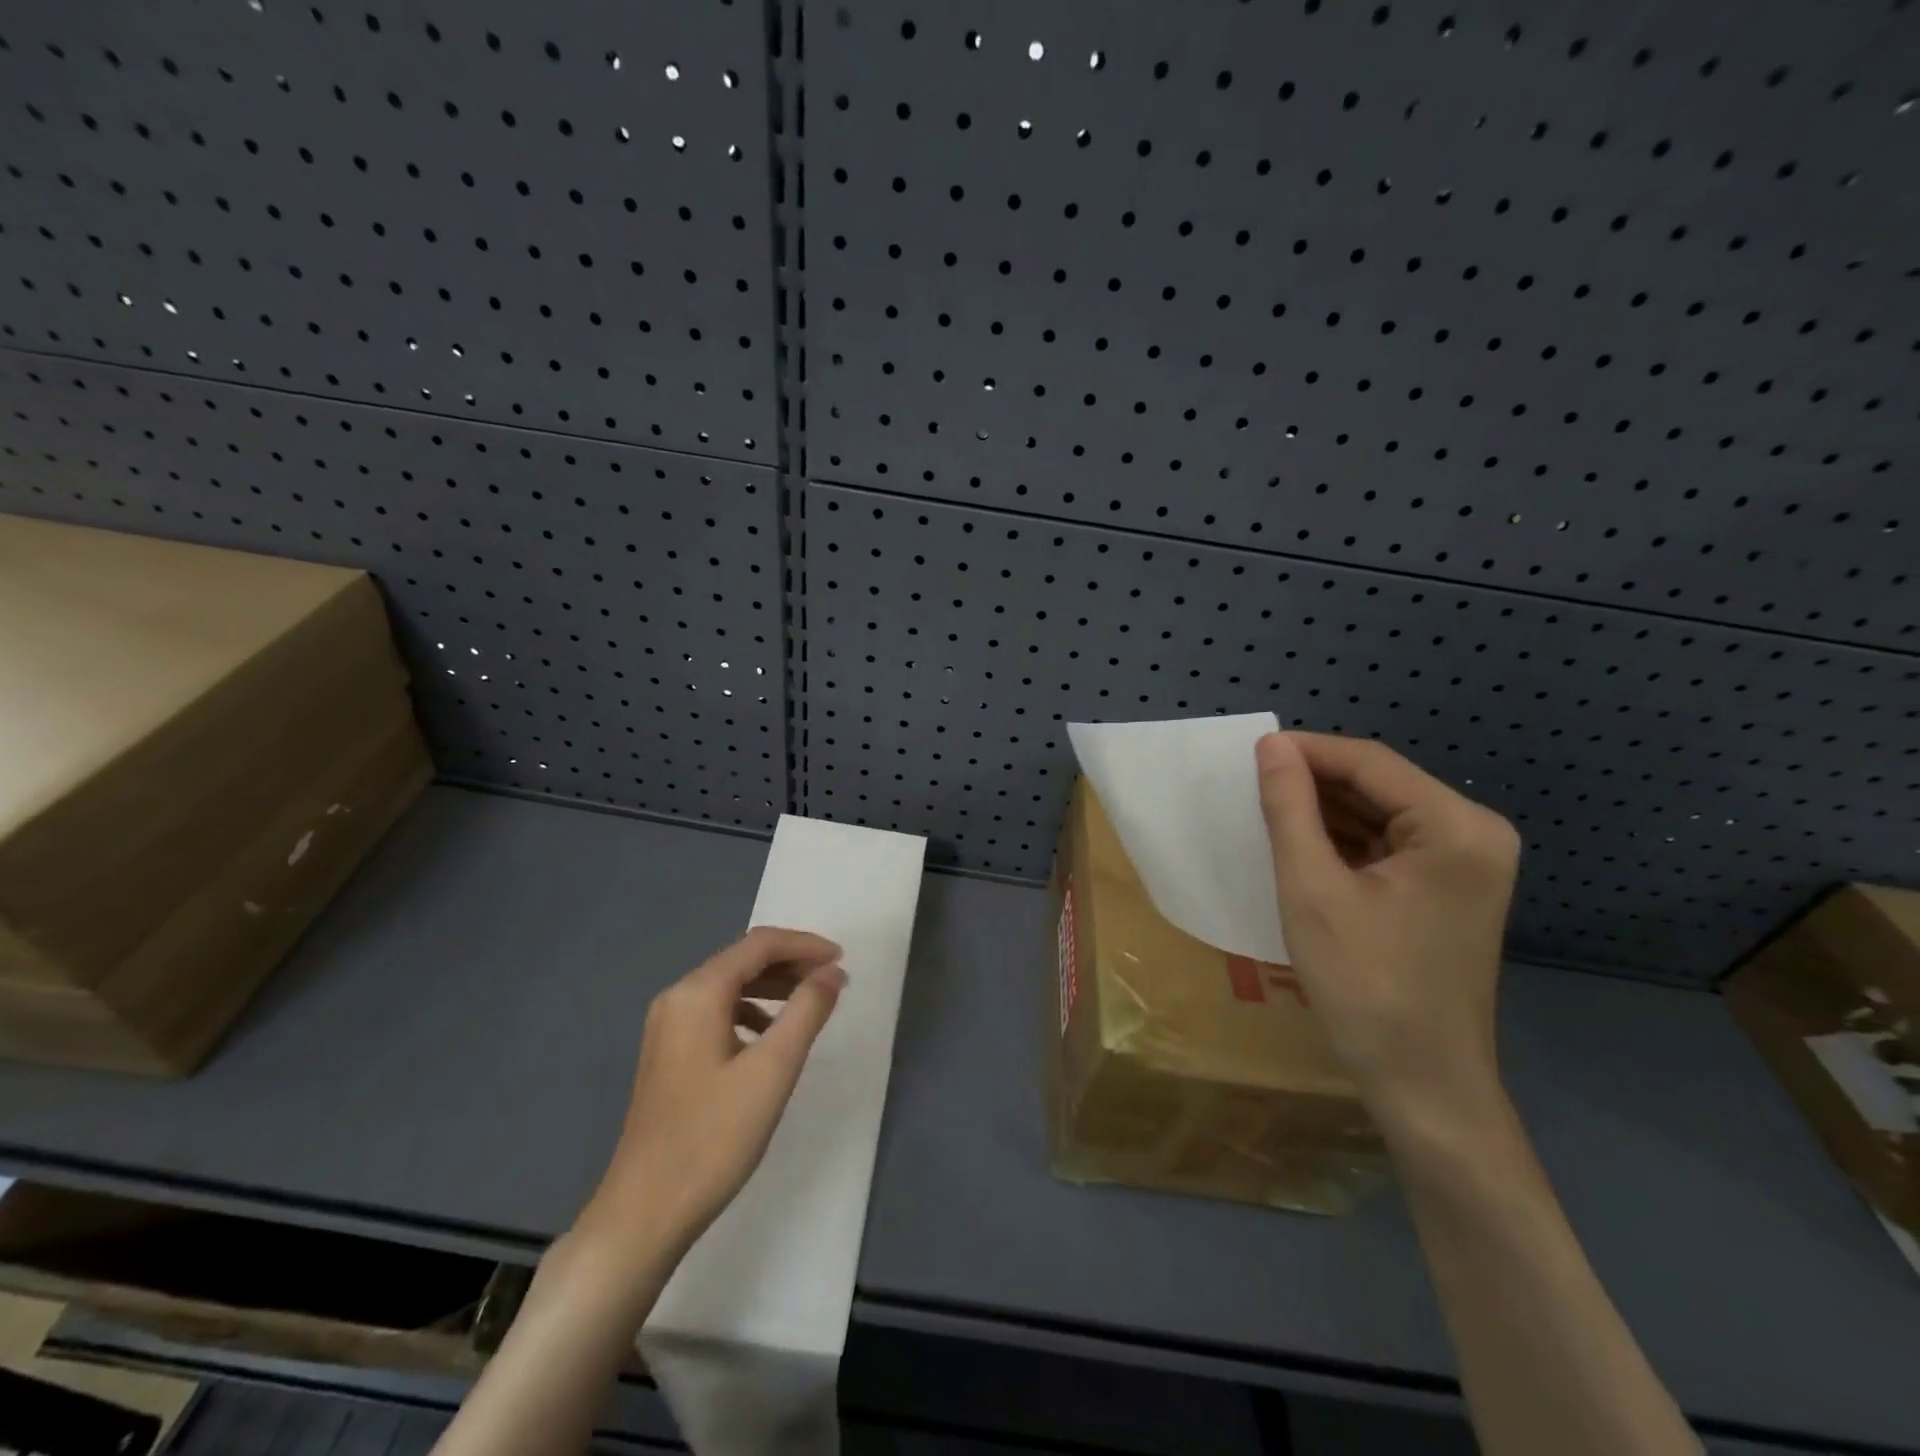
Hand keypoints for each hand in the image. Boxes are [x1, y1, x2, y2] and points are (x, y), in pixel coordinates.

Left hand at [574, 927, 846, 1271]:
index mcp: (698, 993)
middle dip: (790, 963)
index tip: (842, 960)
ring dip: (773, 986)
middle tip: (832, 981)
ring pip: (729, 986)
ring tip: (810, 1004)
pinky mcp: (668, 1052)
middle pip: (742, 960)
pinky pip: (716, 1011)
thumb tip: (832, 972)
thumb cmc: (713, 1138)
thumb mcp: (773, 1070)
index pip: (759, 944)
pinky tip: (770, 1038)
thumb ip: (807, 1011)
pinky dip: (751, 1011)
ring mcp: (667, 1026)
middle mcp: (677, 997)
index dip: (804, 945)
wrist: (644, 1213)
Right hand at [1255, 732, 1520, 1130]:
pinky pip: (1387, 846)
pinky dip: (1342, 842)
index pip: (1370, 763)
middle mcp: (1474, 834)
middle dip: (1313, 783)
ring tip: (1263, 810)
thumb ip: (1290, 809)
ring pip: (1379, 815)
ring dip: (1323, 812)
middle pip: (1379, 786)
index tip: (1247, 753)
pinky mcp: (1448, 890)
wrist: (1422, 1084)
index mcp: (1457, 826)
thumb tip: (1271, 746)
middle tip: (1247, 785)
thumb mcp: (1312, 890)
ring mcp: (1465, 865)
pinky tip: (1298, 844)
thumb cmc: (1366, 985)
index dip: (1305, 751)